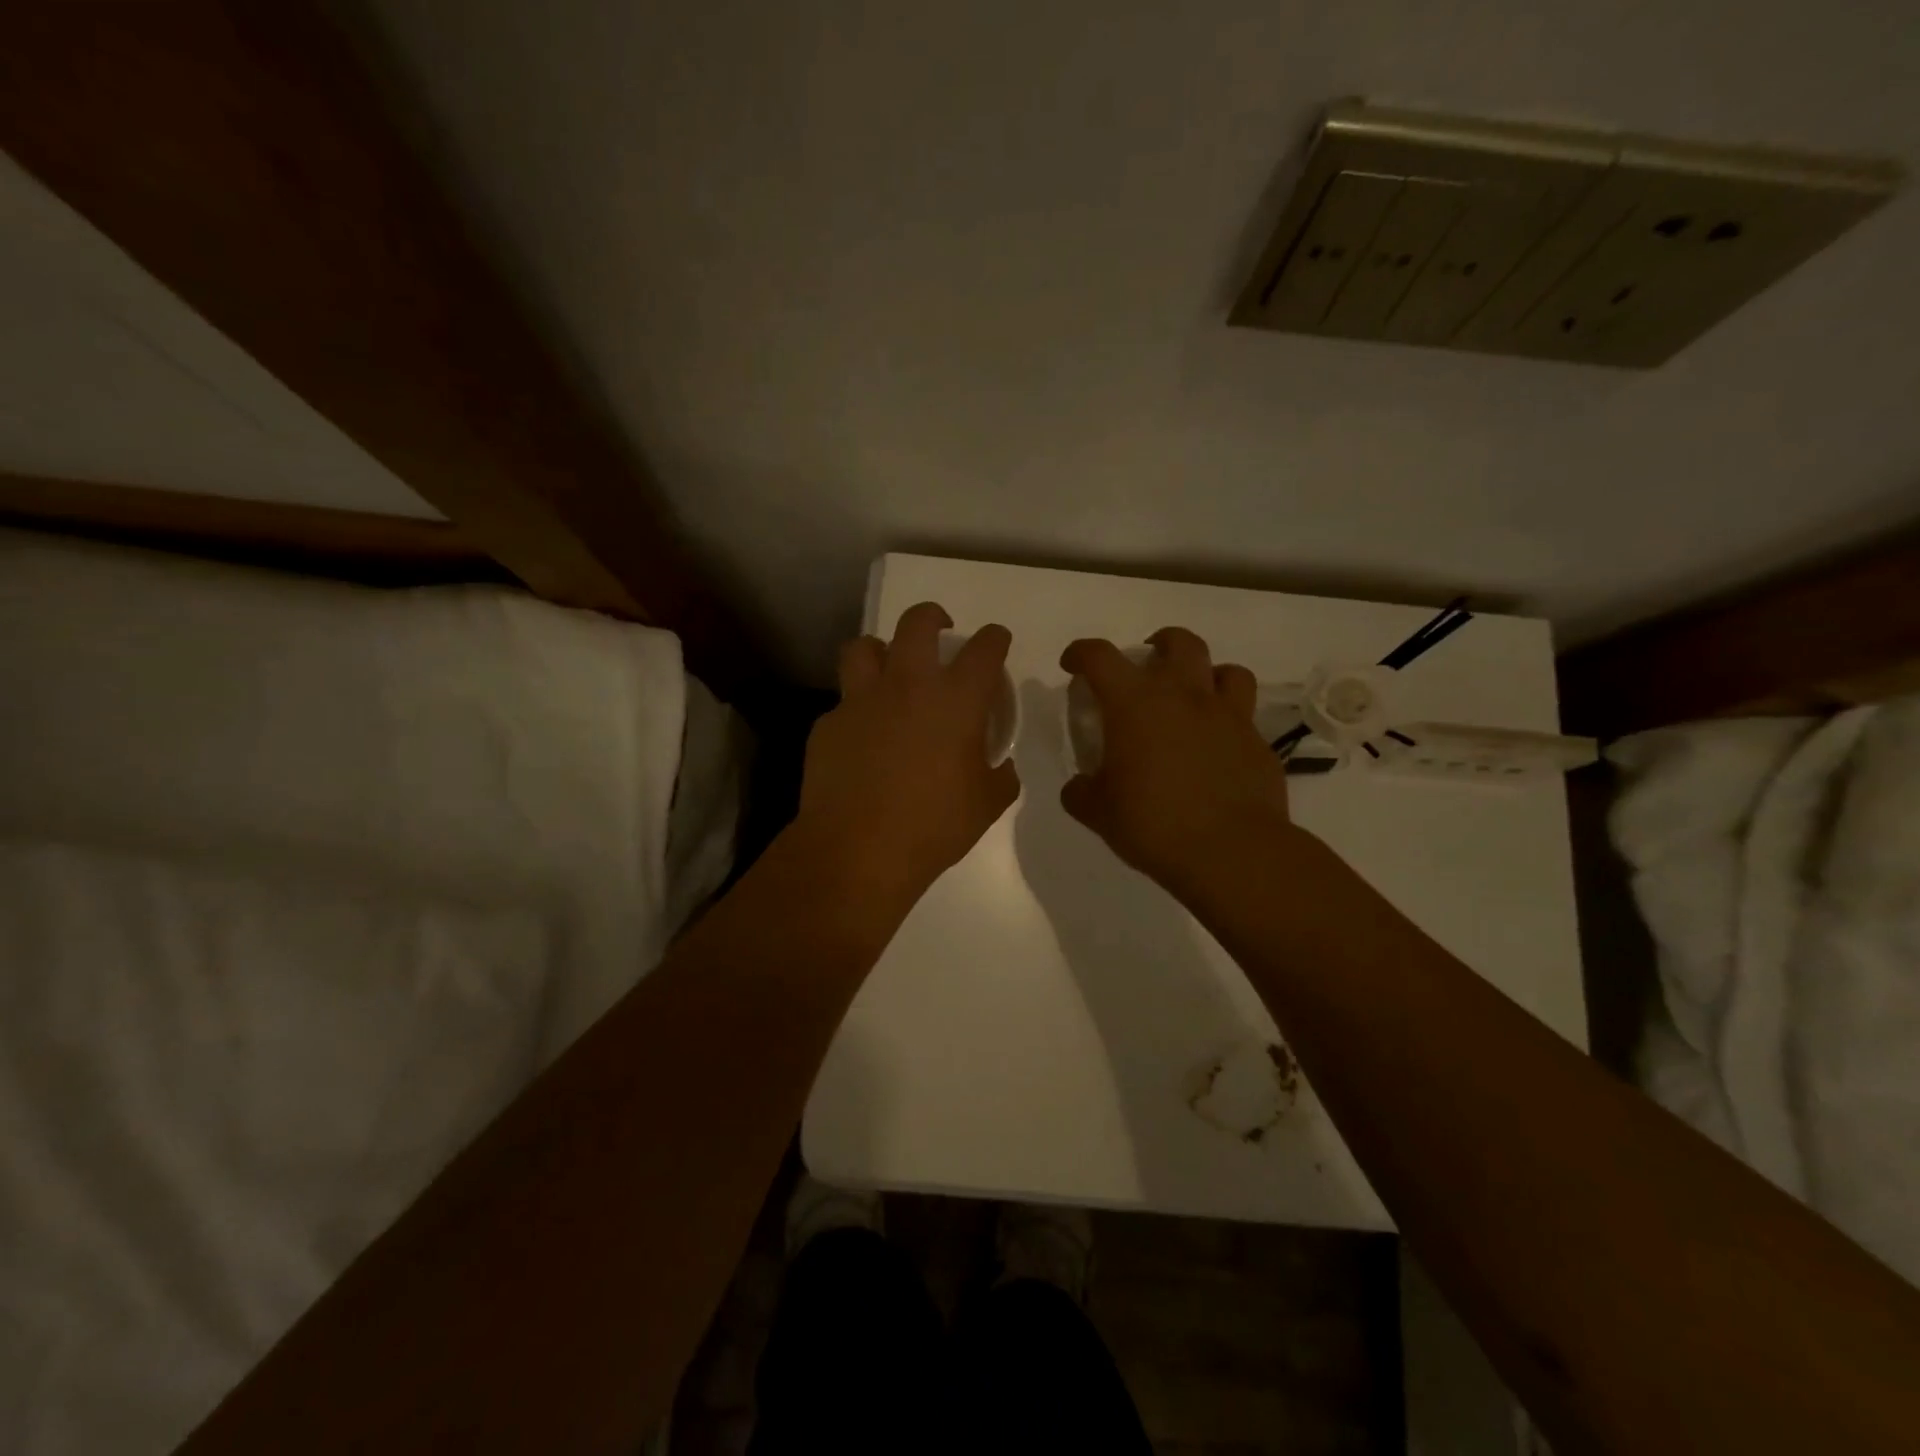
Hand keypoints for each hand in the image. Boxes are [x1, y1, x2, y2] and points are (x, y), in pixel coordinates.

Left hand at [797, 602, 1020, 905]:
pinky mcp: (828, 723)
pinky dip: (857, 709)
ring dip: (880, 651)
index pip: (985, 649)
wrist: (857, 850)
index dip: (995, 639)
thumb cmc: (933, 826)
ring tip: (889, 671)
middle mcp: (908, 686)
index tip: (996, 642)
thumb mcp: (986, 805)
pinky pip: (844, 702)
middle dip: (932, 616)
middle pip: (917, 623)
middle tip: (938, 630)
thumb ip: (1000, 776)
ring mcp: (861, 700)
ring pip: (864, 647)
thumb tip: (1000, 766)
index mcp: (955, 700)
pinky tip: (862, 738)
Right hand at [1059, 628, 1296, 891]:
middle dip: (1160, 644)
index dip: (1080, 653)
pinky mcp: (1257, 743)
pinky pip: (1245, 716)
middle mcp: (1184, 696)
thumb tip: (1079, 786)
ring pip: (1227, 671)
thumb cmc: (1153, 824)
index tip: (1073, 665)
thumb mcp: (1098, 812)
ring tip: (1195, 697)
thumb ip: (1081, 792)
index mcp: (1135, 703)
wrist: (1231, 851)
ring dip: (1207, 675)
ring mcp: (1228, 716)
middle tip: (1148, 664)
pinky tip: (1218, 746)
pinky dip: (1229, 720)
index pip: (1100, 657)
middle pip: (1179, 642)